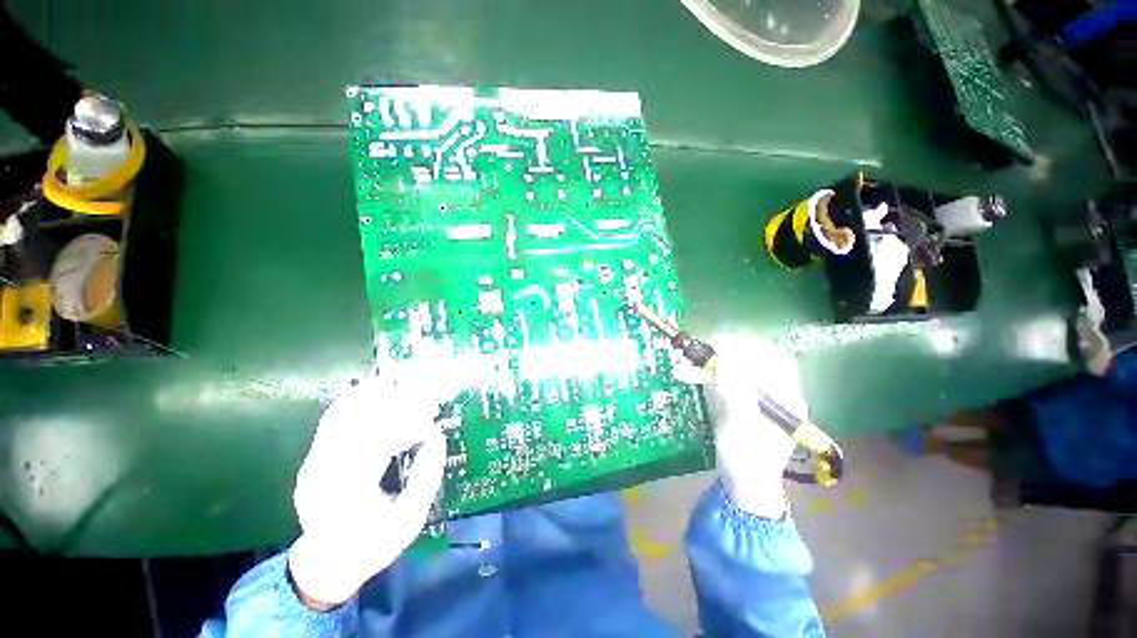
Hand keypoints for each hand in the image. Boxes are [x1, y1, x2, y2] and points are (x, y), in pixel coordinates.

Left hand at [288, 369, 446, 606]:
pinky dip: (356, 399)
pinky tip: (376, 389)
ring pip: (342, 414)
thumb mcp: (409, 521)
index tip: (431, 417)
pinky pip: (334, 419)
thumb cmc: (374, 546)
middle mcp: (324, 472)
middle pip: (358, 422)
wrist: (327, 563)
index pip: (377, 442)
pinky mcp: (314, 456)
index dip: (407, 423)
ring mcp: (314, 462)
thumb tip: (437, 437)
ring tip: (404, 383)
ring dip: (374, 395)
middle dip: (394, 403)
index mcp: (349, 494)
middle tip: (424, 395)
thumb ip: (426, 478)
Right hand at [677, 336, 804, 518]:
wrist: (742, 484)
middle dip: (721, 352)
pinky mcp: (735, 397)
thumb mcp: (743, 429)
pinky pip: (719, 378)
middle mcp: (771, 389)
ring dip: (706, 363)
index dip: (744, 348)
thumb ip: (736, 394)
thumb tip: (724, 361)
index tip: (717, 346)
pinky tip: (685, 373)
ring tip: (682, 363)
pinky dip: (702, 374)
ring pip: (730, 366)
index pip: (769, 359)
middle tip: (696, 351)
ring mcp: (751, 393)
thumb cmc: (748, 461)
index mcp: (785, 396)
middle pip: (748, 358)